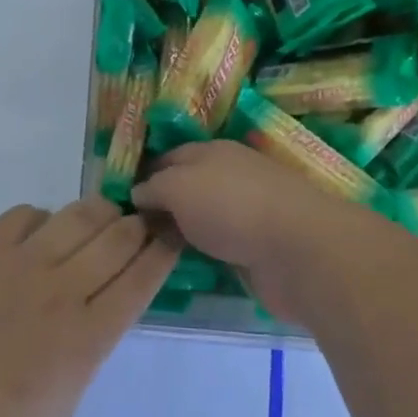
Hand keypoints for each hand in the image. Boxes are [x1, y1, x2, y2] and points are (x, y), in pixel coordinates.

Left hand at [0, 197, 178, 416]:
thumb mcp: (69, 399)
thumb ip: (92, 344)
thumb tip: (102, 306)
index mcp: (88, 337)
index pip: (141, 277)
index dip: (164, 250)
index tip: (174, 234)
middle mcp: (61, 291)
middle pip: (117, 237)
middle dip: (139, 224)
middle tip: (141, 223)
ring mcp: (20, 266)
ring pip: (77, 215)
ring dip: (99, 211)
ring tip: (101, 217)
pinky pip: (23, 215)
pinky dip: (41, 217)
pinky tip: (41, 231)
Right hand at [131, 142, 372, 320]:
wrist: (297, 249)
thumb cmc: (231, 206)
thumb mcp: (178, 186)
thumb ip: (154, 187)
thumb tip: (139, 193)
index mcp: (212, 151)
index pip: (169, 157)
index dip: (145, 175)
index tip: (120, 202)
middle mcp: (230, 175)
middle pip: (187, 187)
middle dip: (162, 206)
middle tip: (130, 234)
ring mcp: (248, 211)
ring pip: (204, 218)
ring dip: (183, 231)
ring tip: (150, 253)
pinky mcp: (260, 246)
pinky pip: (221, 244)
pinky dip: (205, 252)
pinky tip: (186, 265)